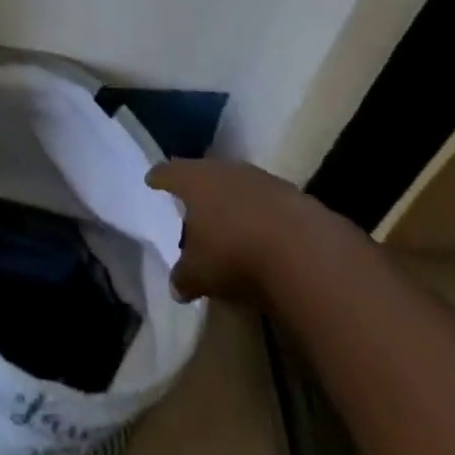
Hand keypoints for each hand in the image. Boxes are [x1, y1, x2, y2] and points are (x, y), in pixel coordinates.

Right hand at [146, 159, 334, 303]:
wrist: (303, 249)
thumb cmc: (234, 253)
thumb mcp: (200, 274)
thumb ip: (183, 276)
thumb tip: (176, 284)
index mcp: (193, 180)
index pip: (168, 172)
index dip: (159, 178)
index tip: (151, 180)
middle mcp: (223, 169)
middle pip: (203, 174)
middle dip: (196, 189)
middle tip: (189, 204)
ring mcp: (258, 178)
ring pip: (234, 185)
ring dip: (229, 201)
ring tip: (225, 222)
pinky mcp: (289, 194)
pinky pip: (263, 201)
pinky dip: (257, 214)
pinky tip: (259, 235)